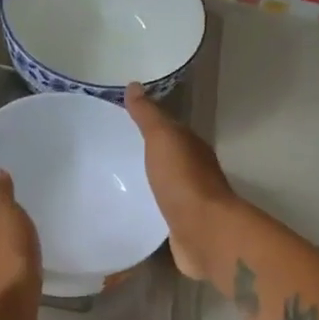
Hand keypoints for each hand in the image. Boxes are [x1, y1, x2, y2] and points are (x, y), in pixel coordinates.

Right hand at [125, 83, 237, 281]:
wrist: (204, 233)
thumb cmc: (183, 181)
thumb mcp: (163, 139)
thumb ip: (148, 116)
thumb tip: (134, 86)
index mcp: (192, 147)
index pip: (169, 130)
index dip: (149, 124)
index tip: (122, 122)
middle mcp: (195, 171)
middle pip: (168, 158)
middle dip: (147, 154)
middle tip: (115, 152)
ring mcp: (190, 201)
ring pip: (165, 185)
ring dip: (148, 182)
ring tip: (117, 181)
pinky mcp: (181, 227)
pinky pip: (161, 211)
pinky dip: (149, 207)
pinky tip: (132, 209)